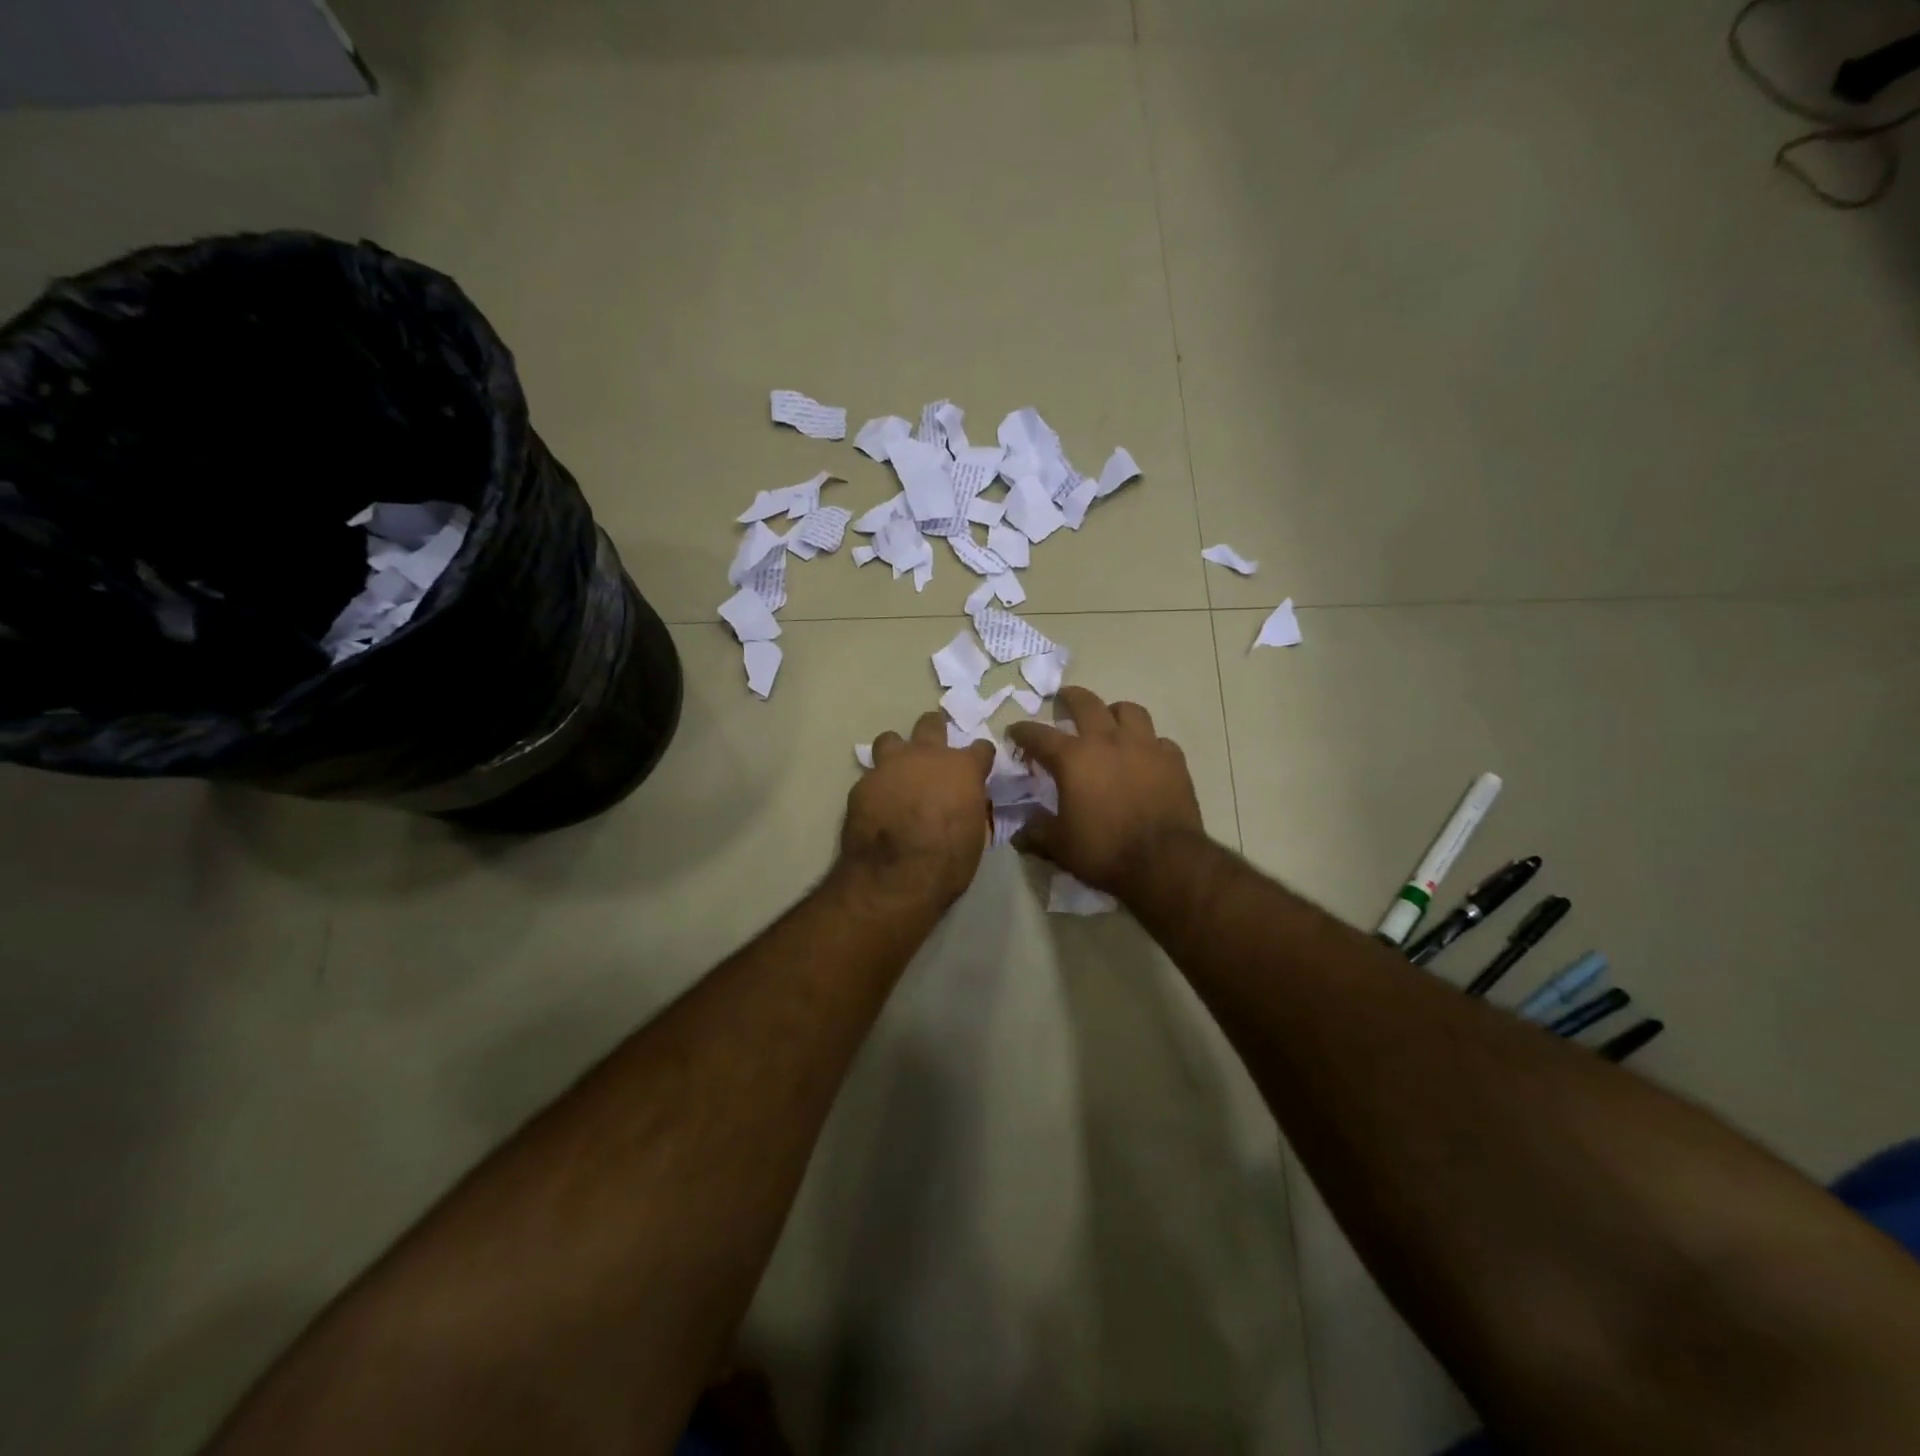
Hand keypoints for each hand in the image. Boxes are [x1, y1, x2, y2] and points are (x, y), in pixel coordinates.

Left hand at [840, 711, 994, 907]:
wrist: (895, 877)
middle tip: (933, 753)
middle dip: (934, 732)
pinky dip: (877, 786)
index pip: (981, 748)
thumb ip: (970, 806)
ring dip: (896, 751)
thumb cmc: (948, 861)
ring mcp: (890, 766)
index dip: (980, 759)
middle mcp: (926, 756)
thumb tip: (965, 803)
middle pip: (931, 724)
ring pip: (890, 739)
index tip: (978, 768)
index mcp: (962, 768)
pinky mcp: (862, 784)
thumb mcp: (975, 834)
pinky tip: (877, 805)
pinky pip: (871, 776)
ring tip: (897, 772)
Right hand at [1005, 686, 1205, 899]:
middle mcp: (1107, 741)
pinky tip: (1144, 757)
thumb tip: (1019, 832)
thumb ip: (1036, 833)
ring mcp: (1145, 746)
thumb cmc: (1104, 851)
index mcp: (1073, 758)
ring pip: (1128, 710)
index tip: (1014, 732)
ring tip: (1109, 722)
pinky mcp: (1173, 760)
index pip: (1039, 735)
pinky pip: (1158, 740)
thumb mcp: (1059, 846)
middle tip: (1063, 700)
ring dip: (1114, 712)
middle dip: (1070, 698)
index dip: (1022, 731)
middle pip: (1086, 703)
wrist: (1165, 861)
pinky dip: (1147, 744)